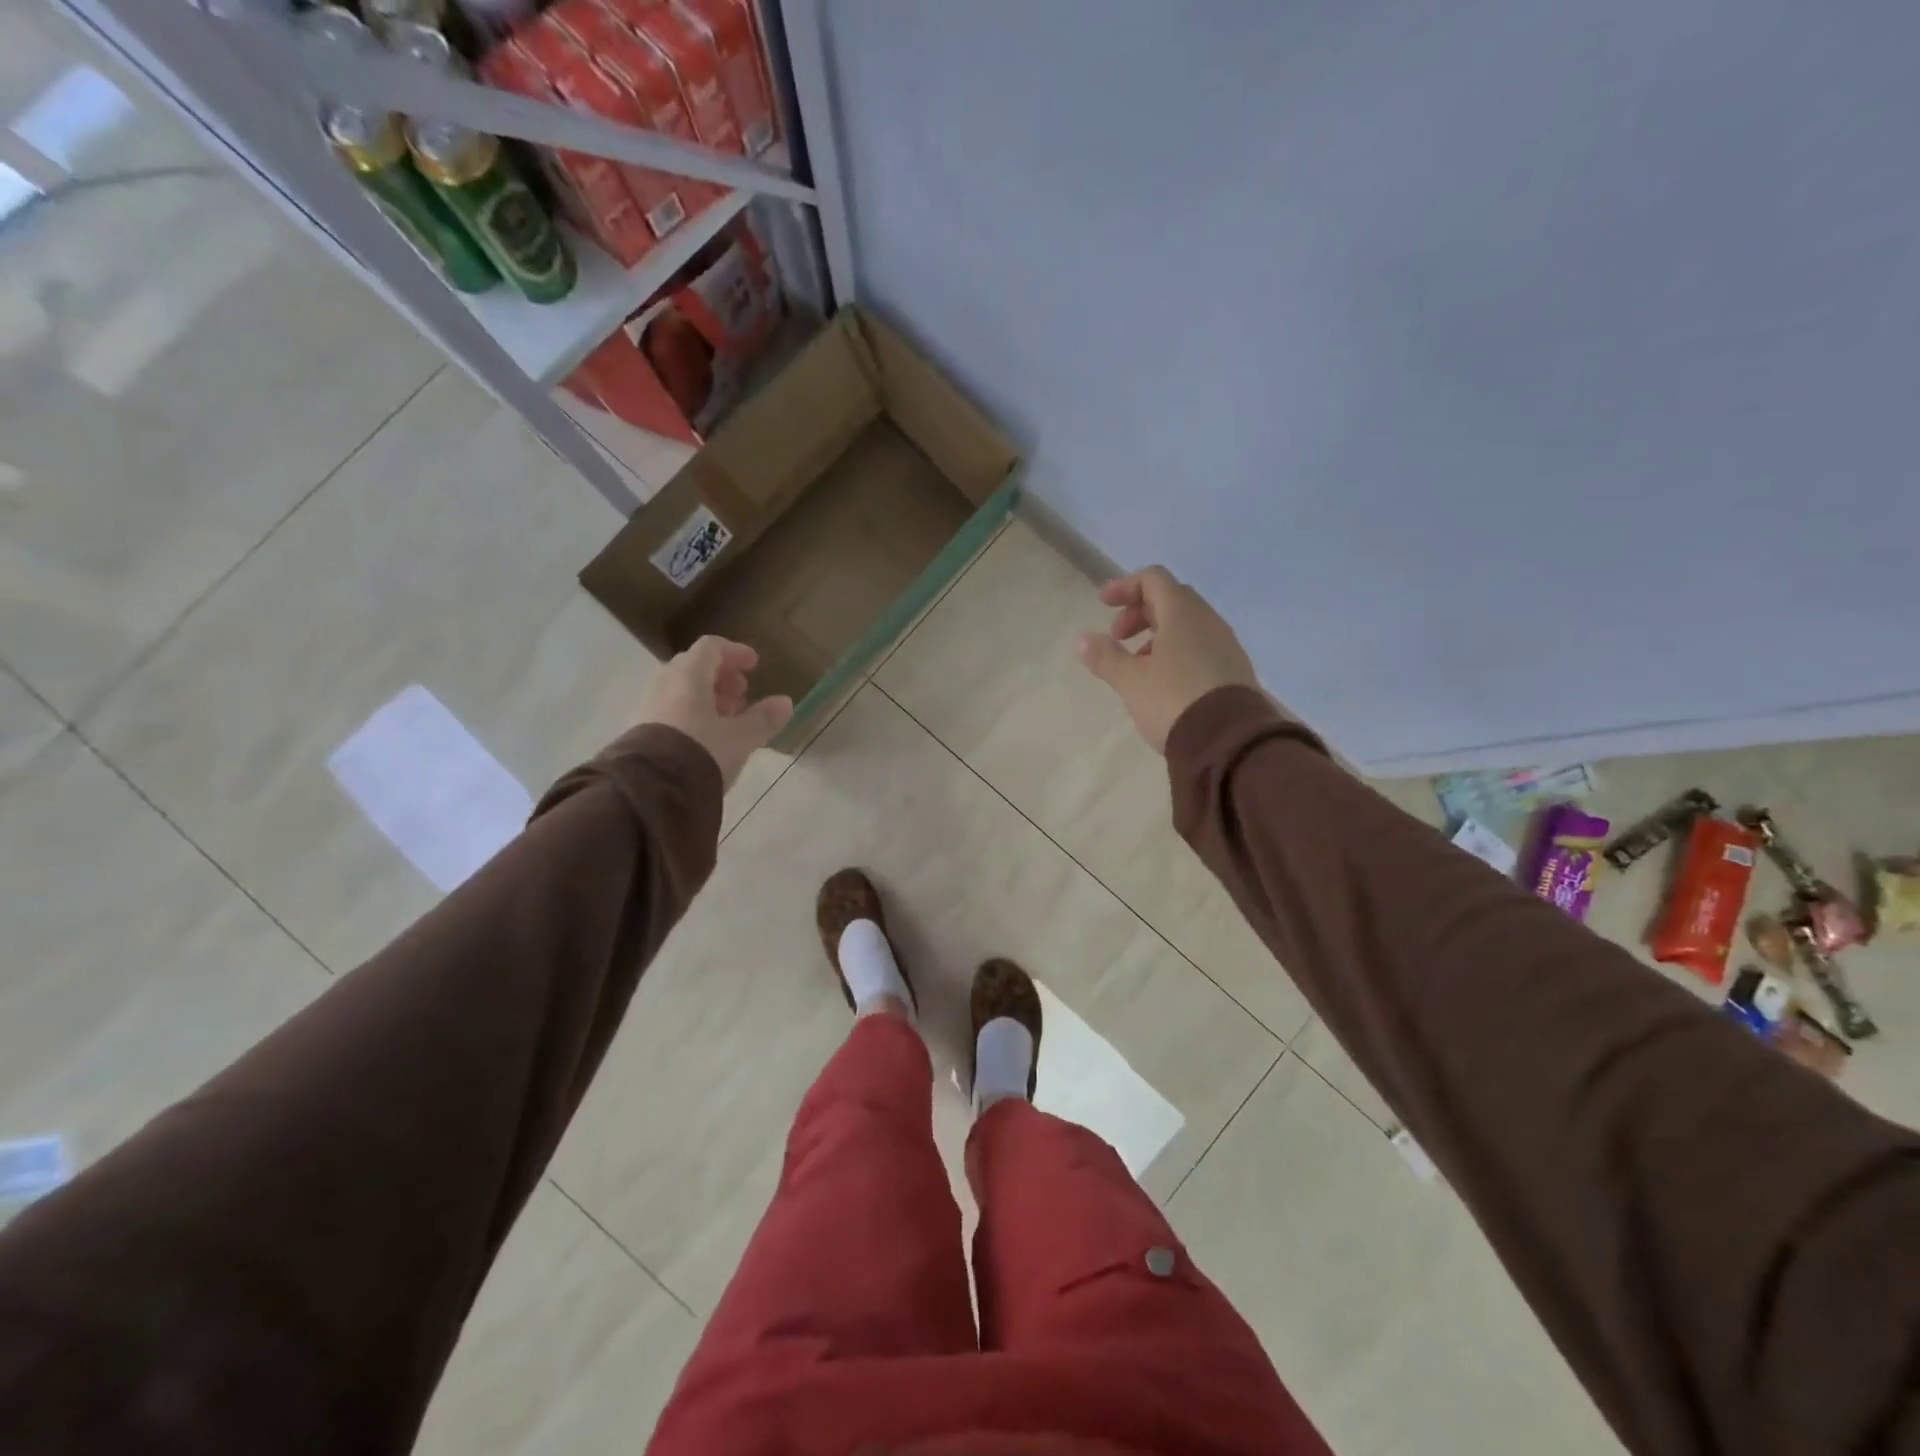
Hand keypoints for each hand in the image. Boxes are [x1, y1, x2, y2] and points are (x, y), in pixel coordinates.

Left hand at [635, 636, 793, 789]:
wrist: (651, 790)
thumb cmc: (702, 752)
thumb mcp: (741, 738)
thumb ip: (764, 719)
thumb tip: (785, 702)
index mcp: (689, 676)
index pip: (711, 647)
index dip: (735, 652)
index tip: (754, 665)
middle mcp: (665, 684)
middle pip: (694, 667)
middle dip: (721, 677)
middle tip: (742, 696)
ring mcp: (648, 707)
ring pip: (680, 690)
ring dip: (706, 698)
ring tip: (727, 721)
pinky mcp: (640, 731)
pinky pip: (670, 710)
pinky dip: (691, 714)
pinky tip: (705, 738)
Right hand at [1076, 567, 1258, 752]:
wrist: (1228, 741)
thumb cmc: (1173, 700)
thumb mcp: (1131, 681)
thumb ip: (1105, 656)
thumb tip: (1083, 639)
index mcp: (1182, 613)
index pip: (1153, 579)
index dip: (1125, 586)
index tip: (1103, 604)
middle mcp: (1208, 621)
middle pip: (1170, 600)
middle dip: (1139, 613)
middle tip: (1117, 638)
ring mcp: (1225, 645)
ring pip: (1187, 625)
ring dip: (1157, 635)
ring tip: (1137, 665)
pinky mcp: (1233, 670)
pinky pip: (1200, 647)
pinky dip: (1176, 651)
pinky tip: (1164, 682)